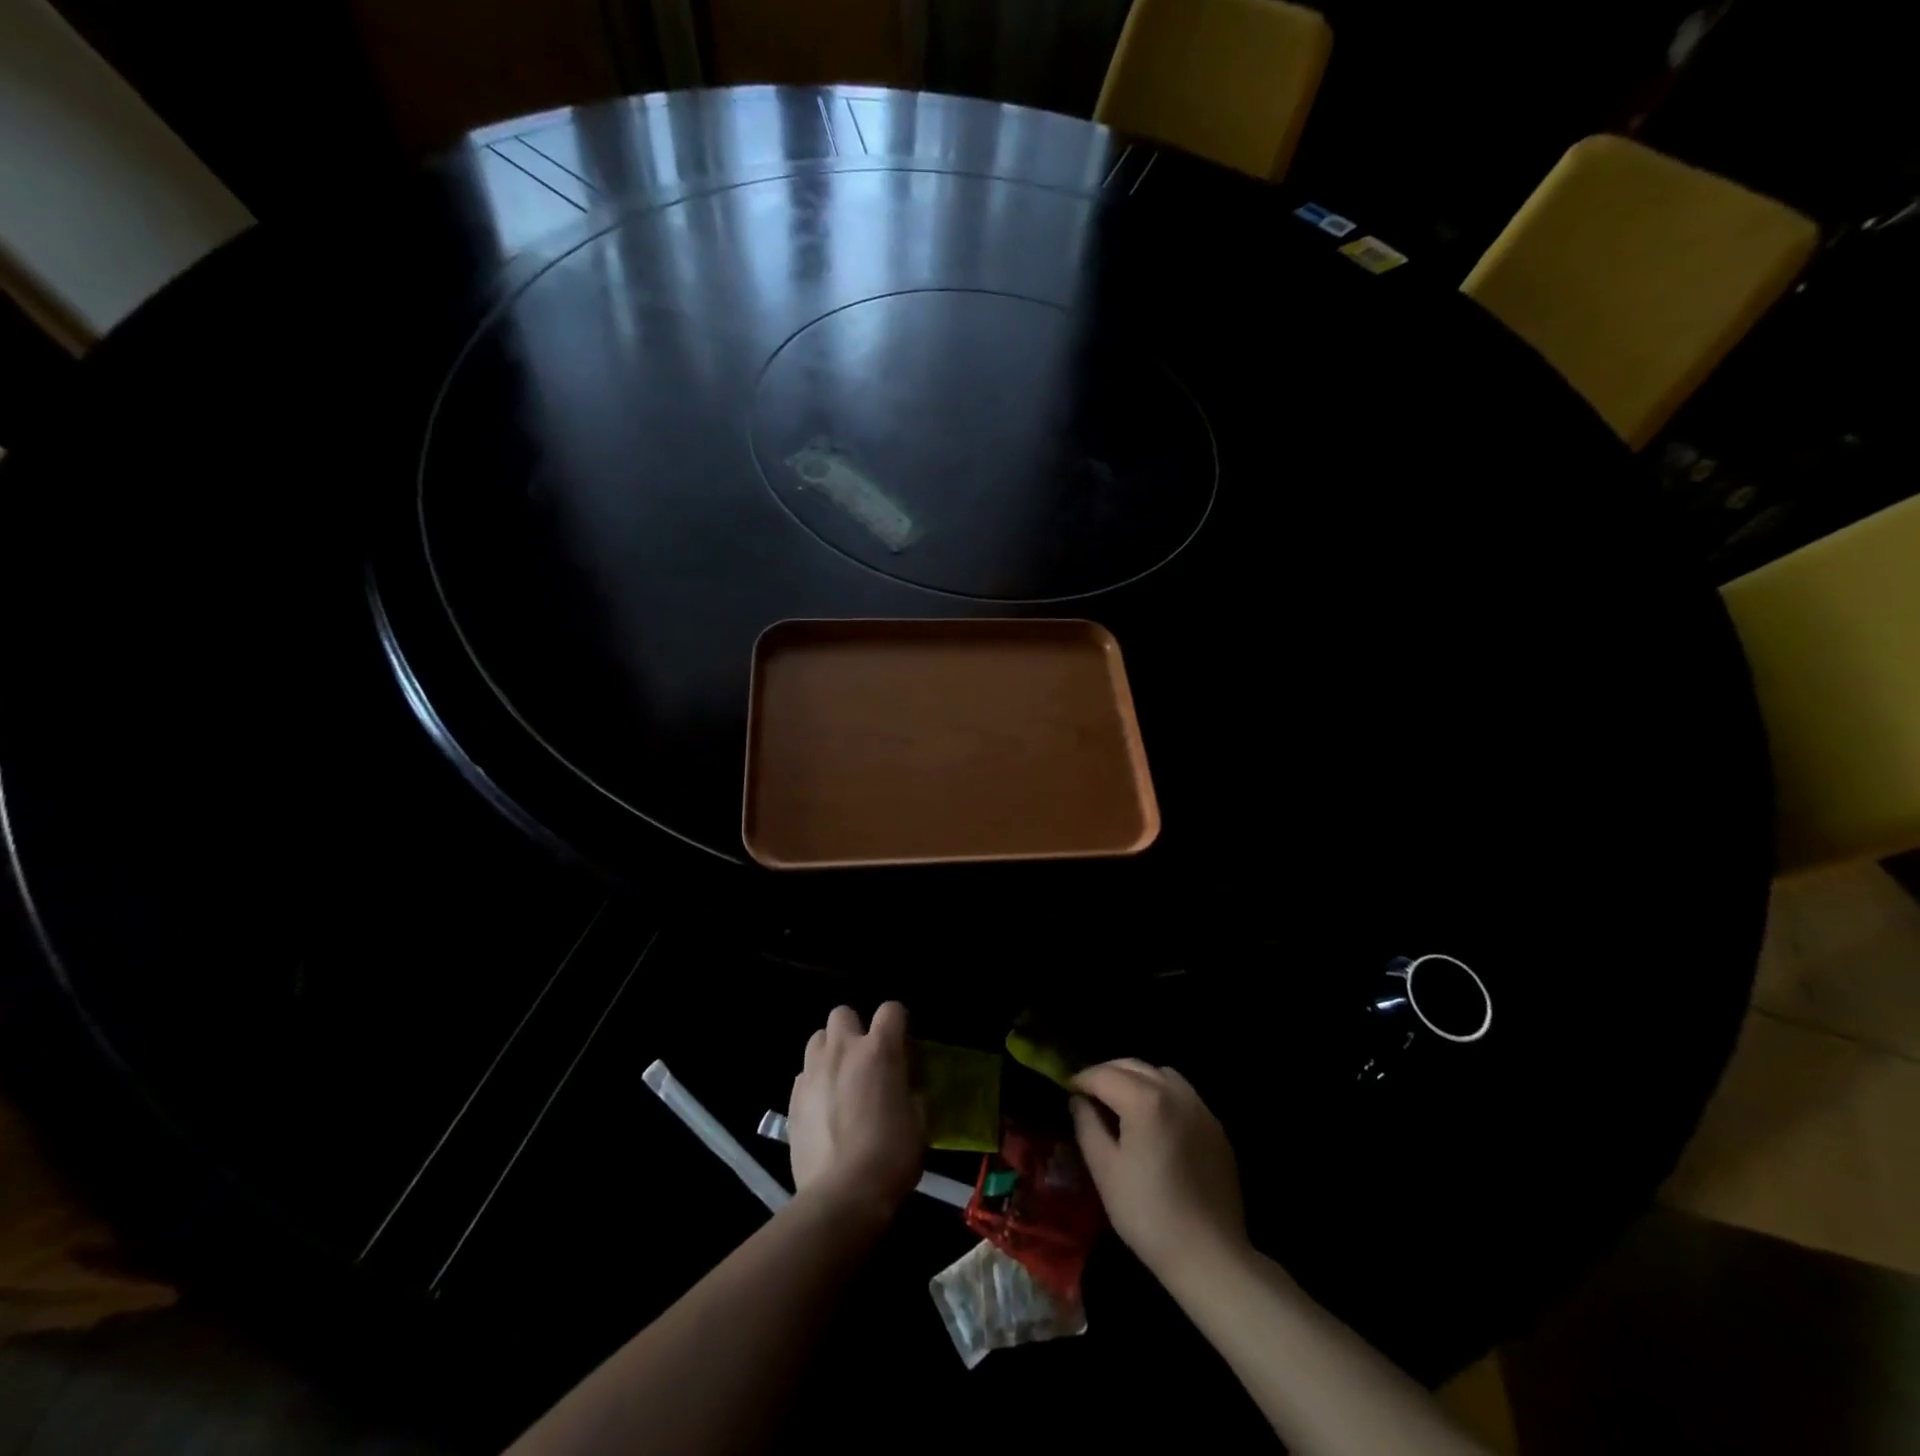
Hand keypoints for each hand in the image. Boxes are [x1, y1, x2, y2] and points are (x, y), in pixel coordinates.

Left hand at [788, 1003, 923, 1219]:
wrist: (843, 1194)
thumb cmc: (891, 1156)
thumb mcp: (918, 1121)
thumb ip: (910, 1092)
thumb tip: (904, 1088)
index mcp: (879, 1050)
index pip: (891, 1009)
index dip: (898, 1021)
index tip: (903, 1041)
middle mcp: (842, 1050)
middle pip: (843, 1013)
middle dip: (854, 1028)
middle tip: (864, 1057)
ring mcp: (813, 1072)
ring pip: (817, 1039)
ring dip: (829, 1051)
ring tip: (839, 1078)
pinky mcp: (792, 1099)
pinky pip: (804, 1075)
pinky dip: (814, 1082)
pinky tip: (823, 1108)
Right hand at [1070, 1059, 1246, 1279]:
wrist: (1209, 1256)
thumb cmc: (1148, 1214)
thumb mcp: (1105, 1170)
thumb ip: (1087, 1125)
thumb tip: (1078, 1101)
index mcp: (1145, 1099)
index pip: (1104, 1075)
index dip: (1081, 1080)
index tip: (1066, 1091)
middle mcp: (1175, 1092)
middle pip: (1133, 1066)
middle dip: (1107, 1073)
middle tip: (1088, 1093)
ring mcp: (1200, 1109)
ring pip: (1161, 1074)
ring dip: (1136, 1079)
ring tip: (1121, 1102)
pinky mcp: (1216, 1128)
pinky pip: (1183, 1095)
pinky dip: (1162, 1095)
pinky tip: (1154, 1122)